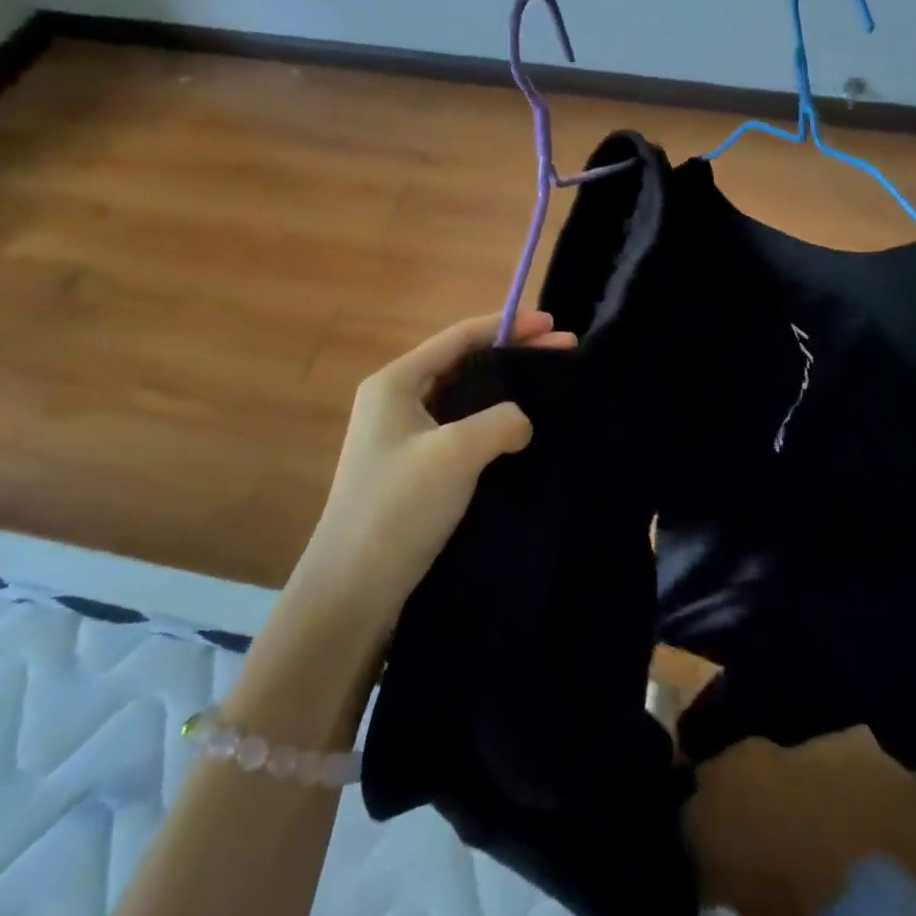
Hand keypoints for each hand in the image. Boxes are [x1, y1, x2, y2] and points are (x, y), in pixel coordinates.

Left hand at [287, 310, 574, 628]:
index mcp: (396, 383)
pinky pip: (462, 430)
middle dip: (514, 354)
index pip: (460, 337)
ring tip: (549, 387)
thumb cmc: (397, 508)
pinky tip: (522, 433)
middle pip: (464, 364)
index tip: (553, 323)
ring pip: (465, 398)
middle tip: (563, 352)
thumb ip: (501, 421)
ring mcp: (404, 437)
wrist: (351, 592)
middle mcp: (397, 402)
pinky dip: (494, 423)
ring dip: (506, 390)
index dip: (508, 325)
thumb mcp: (456, 452)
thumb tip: (522, 421)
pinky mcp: (415, 470)